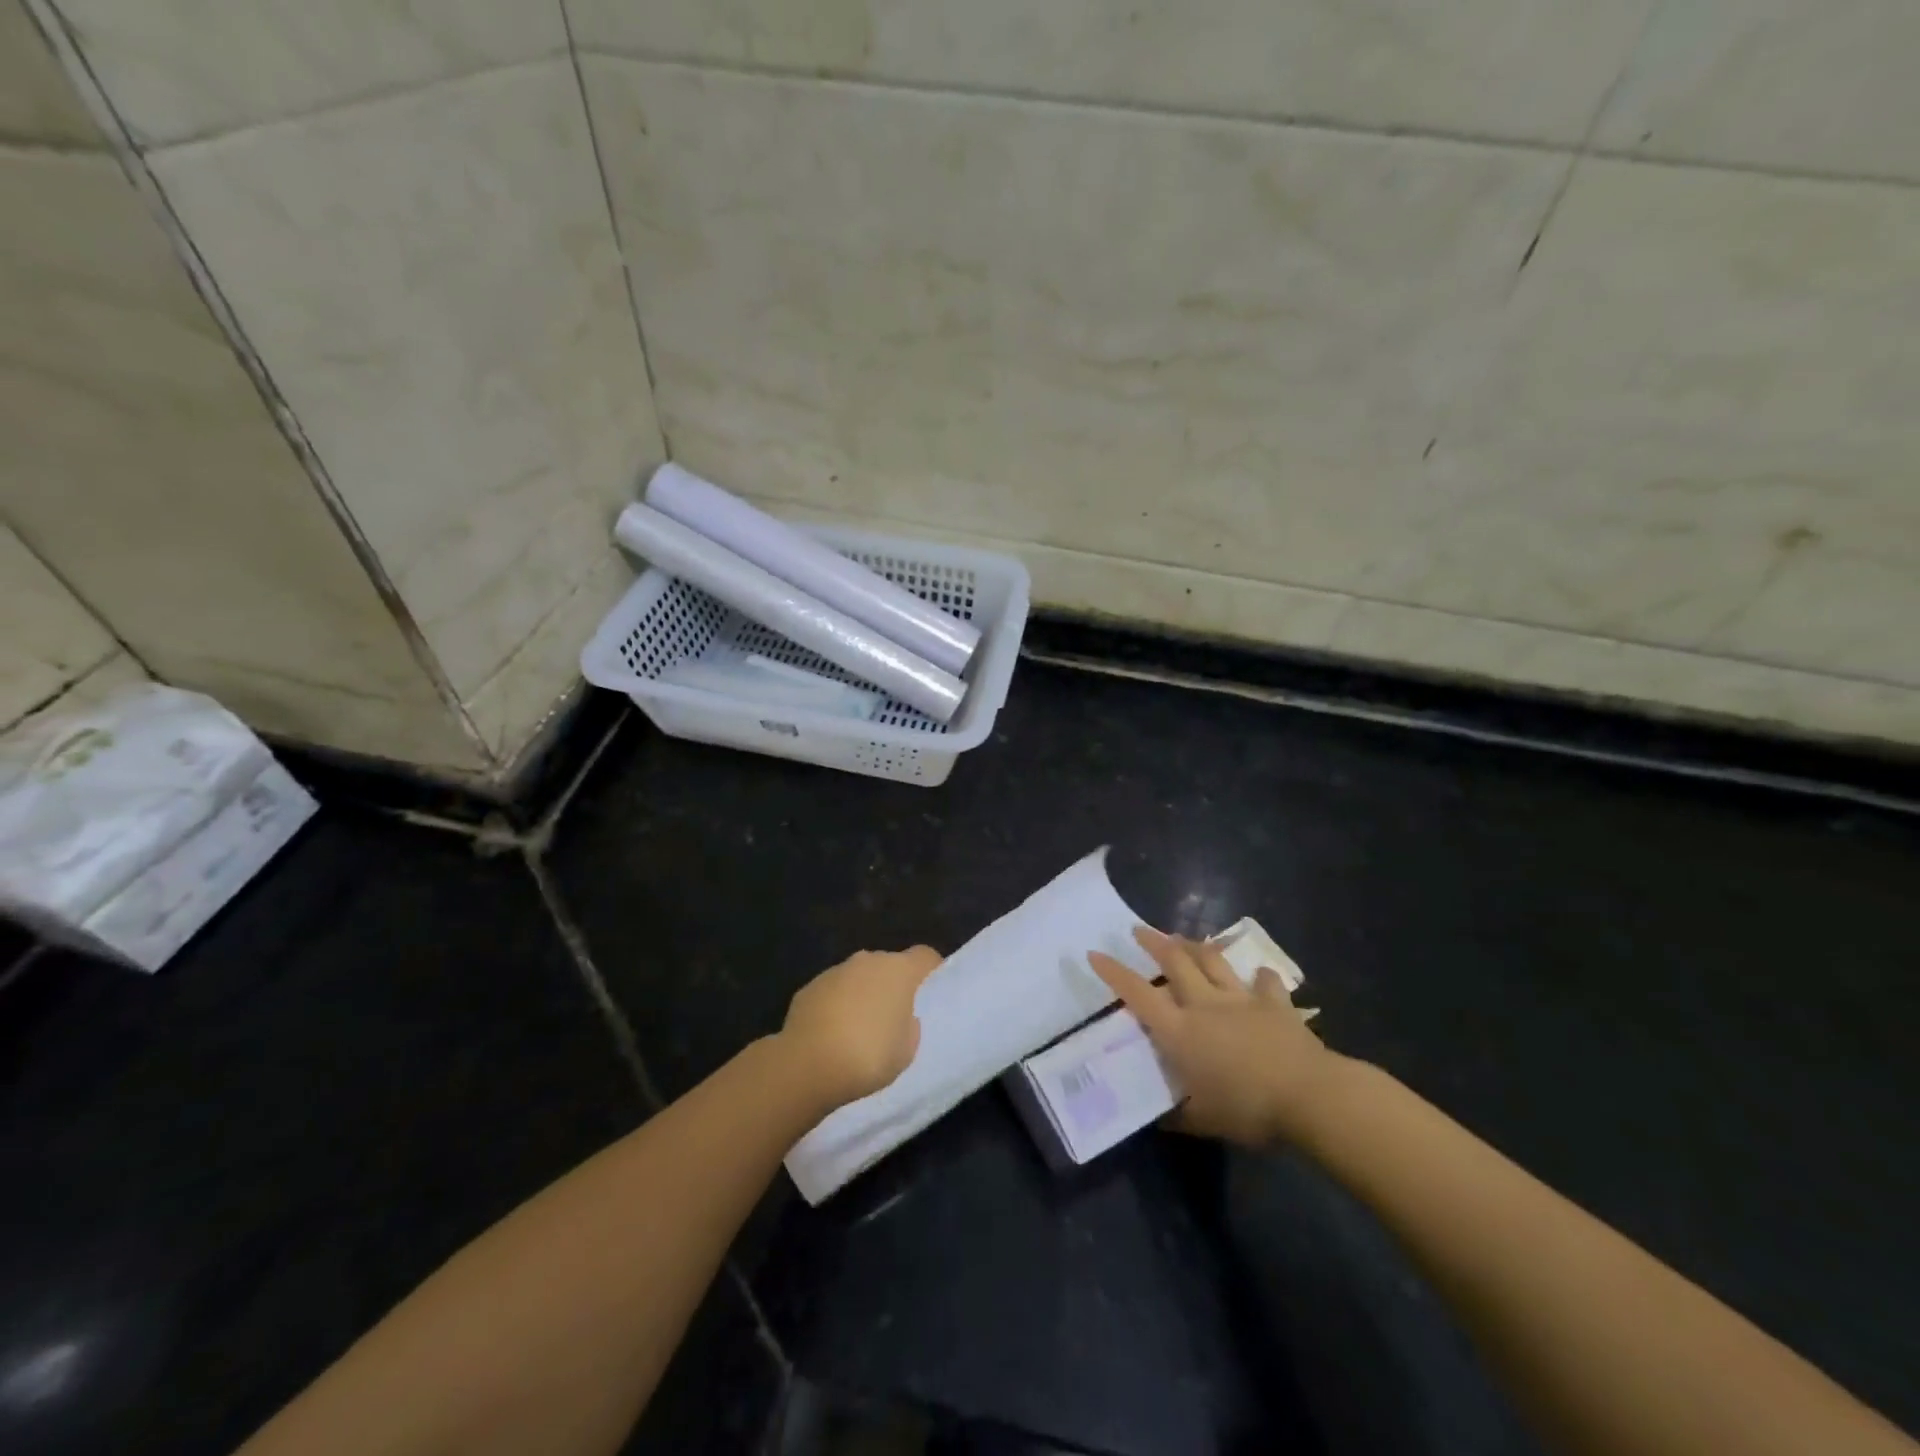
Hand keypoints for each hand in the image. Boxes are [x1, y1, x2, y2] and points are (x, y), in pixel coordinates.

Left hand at [779, 945, 941, 1107]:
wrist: (807, 1065)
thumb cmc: (868, 1056)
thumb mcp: (906, 1050)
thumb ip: (909, 1025)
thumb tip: (901, 1016)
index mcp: (898, 971)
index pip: (925, 956)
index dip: (931, 969)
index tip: (932, 989)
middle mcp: (868, 961)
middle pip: (889, 965)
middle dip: (893, 984)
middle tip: (895, 1016)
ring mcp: (835, 971)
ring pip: (859, 977)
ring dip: (863, 994)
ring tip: (859, 1029)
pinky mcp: (810, 987)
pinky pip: (834, 992)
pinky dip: (837, 1005)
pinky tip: (832, 1034)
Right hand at [1089, 927, 1341, 1146]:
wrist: (1309, 1096)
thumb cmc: (1248, 1110)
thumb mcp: (1203, 1121)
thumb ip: (1178, 1115)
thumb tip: (1158, 1118)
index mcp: (1179, 1031)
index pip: (1137, 994)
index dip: (1114, 972)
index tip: (1095, 953)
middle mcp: (1204, 1004)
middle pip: (1173, 961)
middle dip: (1153, 942)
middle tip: (1138, 930)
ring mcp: (1240, 998)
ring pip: (1211, 961)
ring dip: (1194, 946)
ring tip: (1182, 938)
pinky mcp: (1273, 1002)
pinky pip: (1264, 981)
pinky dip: (1258, 976)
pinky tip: (1258, 974)